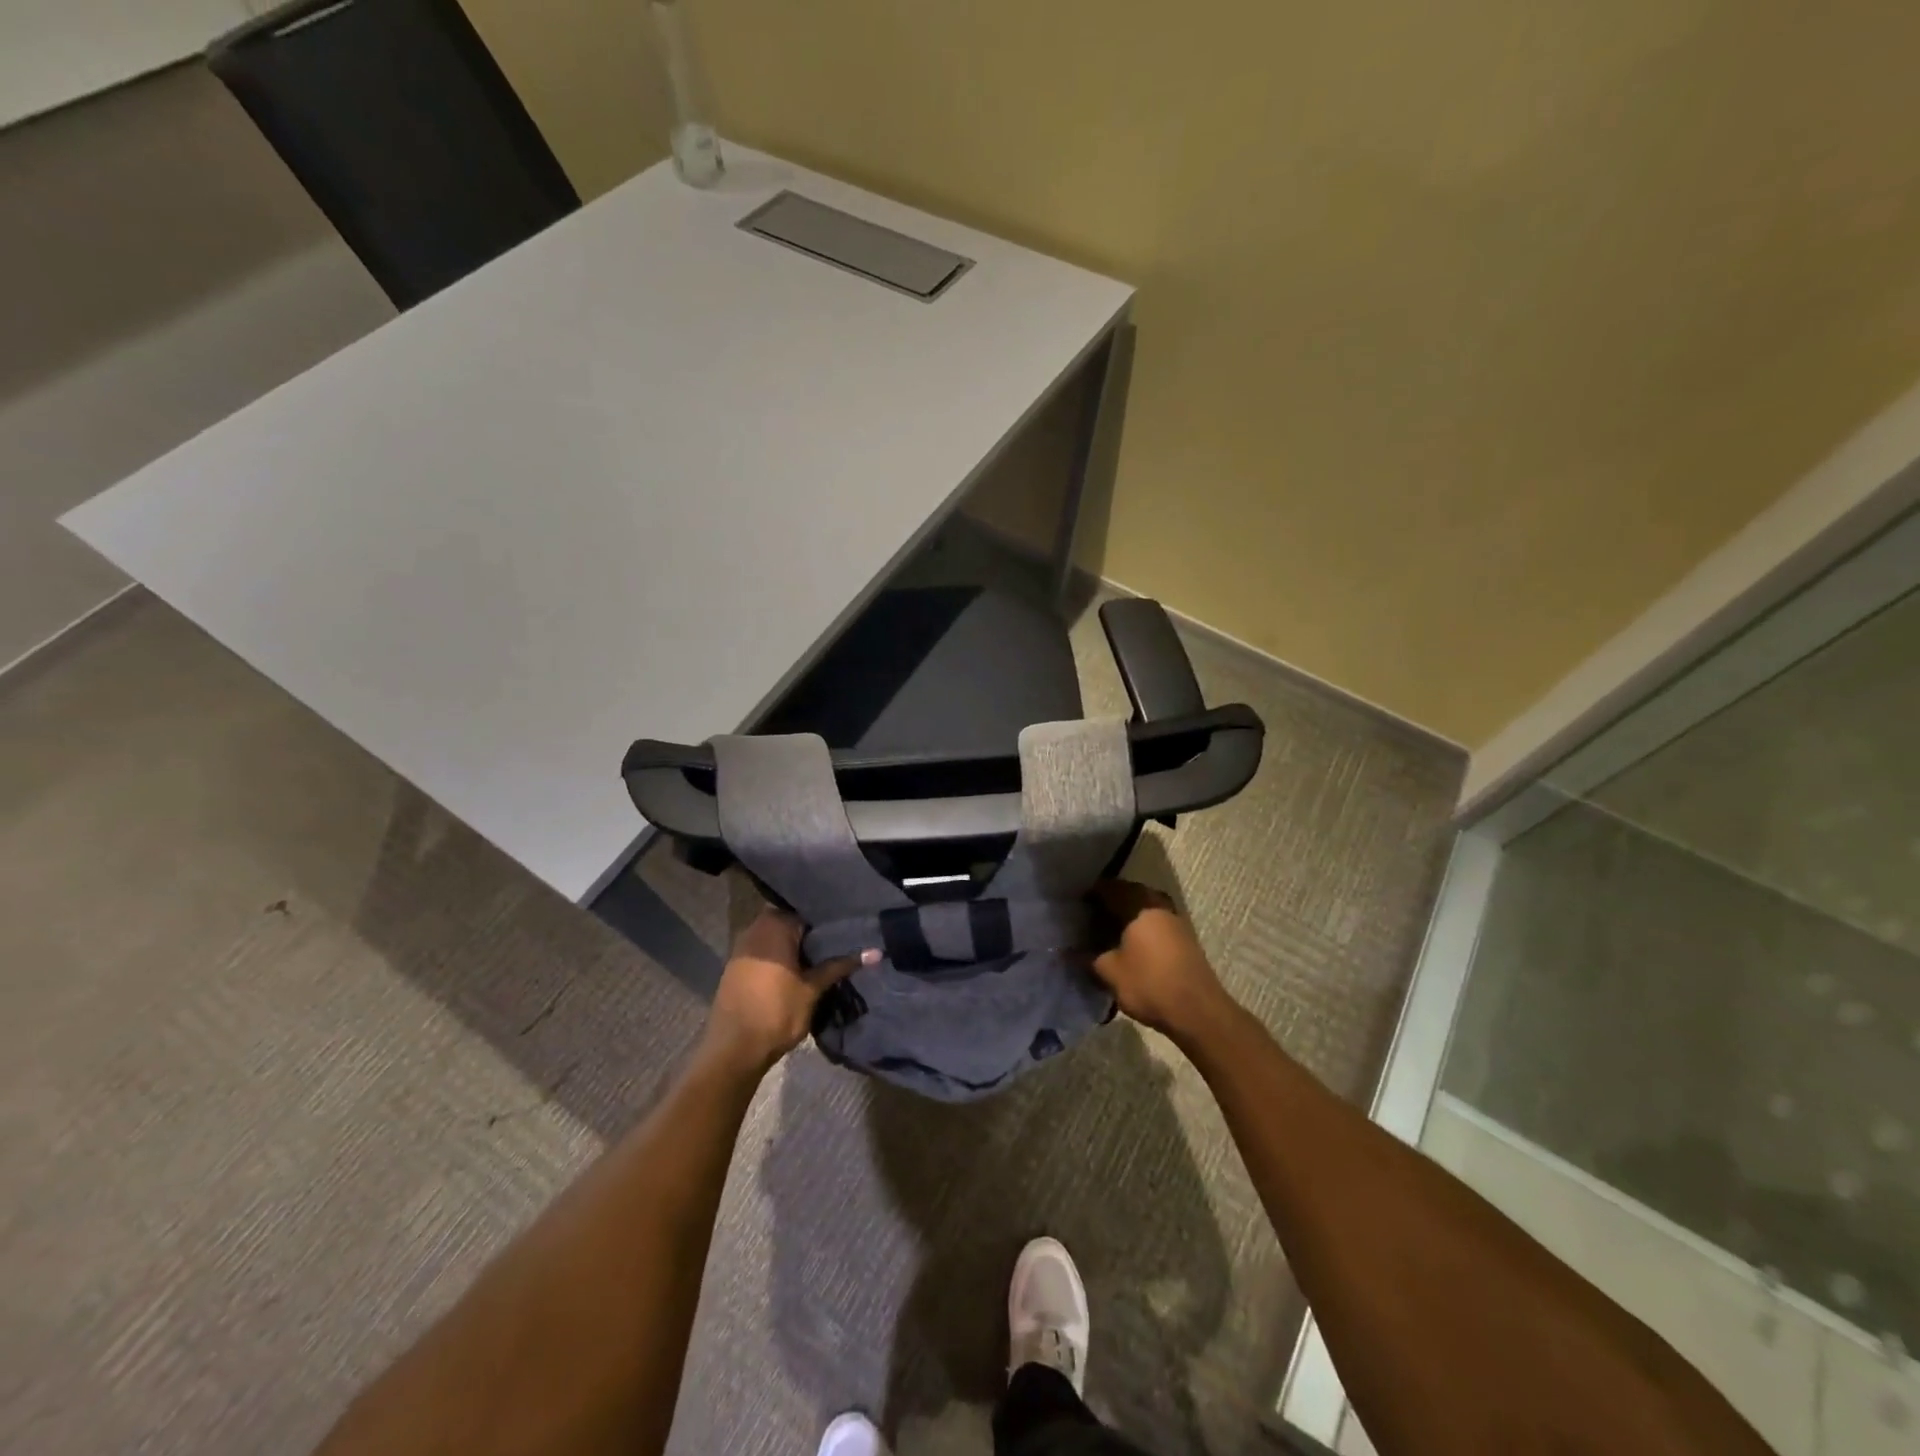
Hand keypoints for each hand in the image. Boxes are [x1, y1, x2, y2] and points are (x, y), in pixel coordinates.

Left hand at [701, 908, 873, 1075]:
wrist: (733, 1050)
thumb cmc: (777, 1012)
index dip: (828, 923)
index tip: (847, 932)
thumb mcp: (813, 989)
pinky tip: (797, 971)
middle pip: (791, 923)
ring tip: (822, 959)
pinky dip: (780, 958)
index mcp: (775, 925)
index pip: (808, 913)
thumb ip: (840, 966)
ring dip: (795, 948)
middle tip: (839, 945)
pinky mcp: (735, 966)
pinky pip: (764, 952)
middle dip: (812, 935)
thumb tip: (876, 952)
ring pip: (776, 938)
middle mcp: (755, 928)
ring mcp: (742, 947)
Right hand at [1090, 880, 1234, 1040]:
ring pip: (1144, 908)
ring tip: (1108, 931)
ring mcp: (1175, 920)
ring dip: (1127, 915)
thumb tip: (1069, 950)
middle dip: (1109, 902)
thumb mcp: (1110, 972)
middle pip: (1129, 894)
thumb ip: (1088, 957)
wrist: (1198, 1011)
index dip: (1090, 894)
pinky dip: (1140, 927)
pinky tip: (1129, 944)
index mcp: (1139, 905)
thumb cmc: (1149, 984)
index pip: (1109, 888)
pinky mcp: (1184, 938)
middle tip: (1090, 917)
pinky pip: (1155, 922)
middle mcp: (1158, 905)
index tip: (1075, 905)